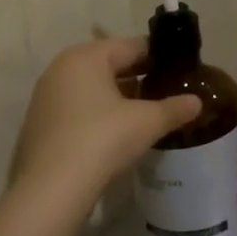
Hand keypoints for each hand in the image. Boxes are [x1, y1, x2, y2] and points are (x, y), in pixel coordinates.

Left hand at [8, 38, 200, 207]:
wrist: (51, 189)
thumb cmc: (102, 139)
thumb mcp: (147, 122)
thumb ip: (174, 108)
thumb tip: (197, 102)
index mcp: (86, 57)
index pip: (130, 46)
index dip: (158, 56)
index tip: (179, 69)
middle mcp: (61, 69)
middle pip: (109, 65)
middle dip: (138, 77)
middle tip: (166, 90)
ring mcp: (46, 98)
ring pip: (92, 88)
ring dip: (118, 97)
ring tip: (146, 113)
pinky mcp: (39, 125)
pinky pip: (77, 109)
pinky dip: (98, 114)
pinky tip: (116, 134)